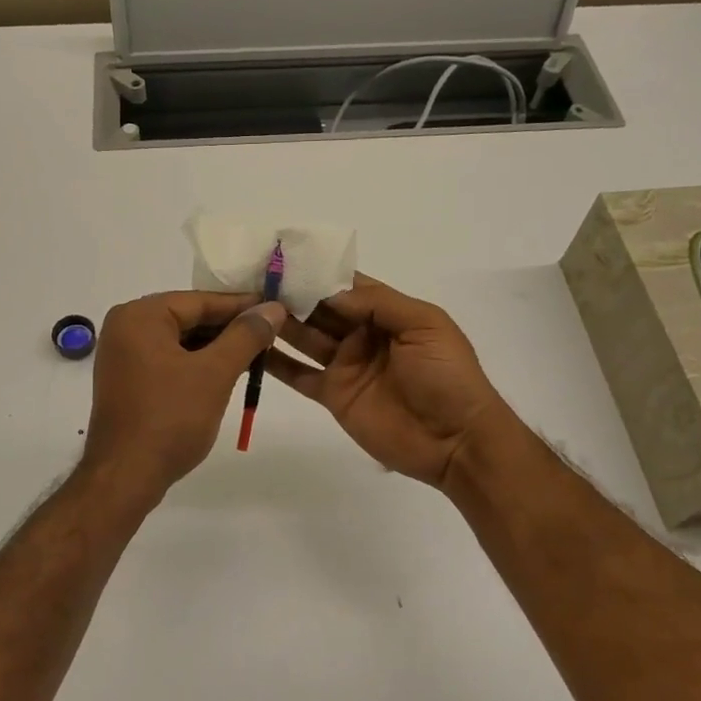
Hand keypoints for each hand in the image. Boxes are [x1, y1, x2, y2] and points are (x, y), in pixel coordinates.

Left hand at [81, 291, 290, 499]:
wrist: (125, 477)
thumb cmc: (170, 419)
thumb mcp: (214, 373)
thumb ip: (245, 336)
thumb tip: (272, 308)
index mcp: (140, 316)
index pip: (200, 301)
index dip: (242, 306)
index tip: (277, 308)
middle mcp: (126, 327)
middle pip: (189, 318)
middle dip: (229, 328)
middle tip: (272, 333)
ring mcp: (123, 356)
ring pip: (180, 341)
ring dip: (216, 349)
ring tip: (256, 354)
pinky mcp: (128, 381)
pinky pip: (169, 361)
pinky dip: (197, 365)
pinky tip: (226, 374)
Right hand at [265, 276, 516, 488]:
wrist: (456, 441)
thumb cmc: (447, 376)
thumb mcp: (424, 325)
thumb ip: (378, 303)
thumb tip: (329, 289)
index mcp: (387, 313)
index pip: (346, 285)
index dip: (318, 273)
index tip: (283, 259)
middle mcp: (362, 334)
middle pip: (320, 309)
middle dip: (292, 294)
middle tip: (254, 280)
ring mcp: (345, 365)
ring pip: (305, 337)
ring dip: (279, 322)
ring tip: (245, 306)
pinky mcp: (333, 395)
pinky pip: (299, 374)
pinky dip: (275, 363)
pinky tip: (250, 346)